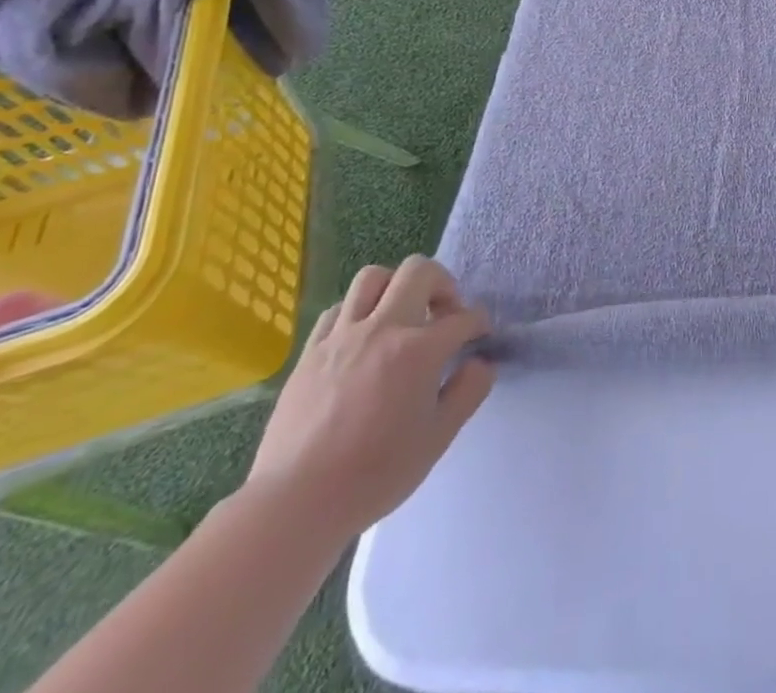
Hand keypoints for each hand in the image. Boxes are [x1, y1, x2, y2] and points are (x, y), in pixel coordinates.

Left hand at [246, 255, 493, 540]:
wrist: (294, 503)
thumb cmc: (375, 474)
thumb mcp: (438, 437)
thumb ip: (468, 391)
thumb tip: (481, 363)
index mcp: (420, 349)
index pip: (463, 317)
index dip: (479, 323)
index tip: (480, 336)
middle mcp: (383, 328)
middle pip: (419, 271)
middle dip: (443, 283)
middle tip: (444, 312)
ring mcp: (342, 336)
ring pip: (373, 277)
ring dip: (396, 287)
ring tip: (401, 315)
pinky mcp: (310, 352)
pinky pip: (338, 309)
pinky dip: (357, 312)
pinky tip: (362, 338)